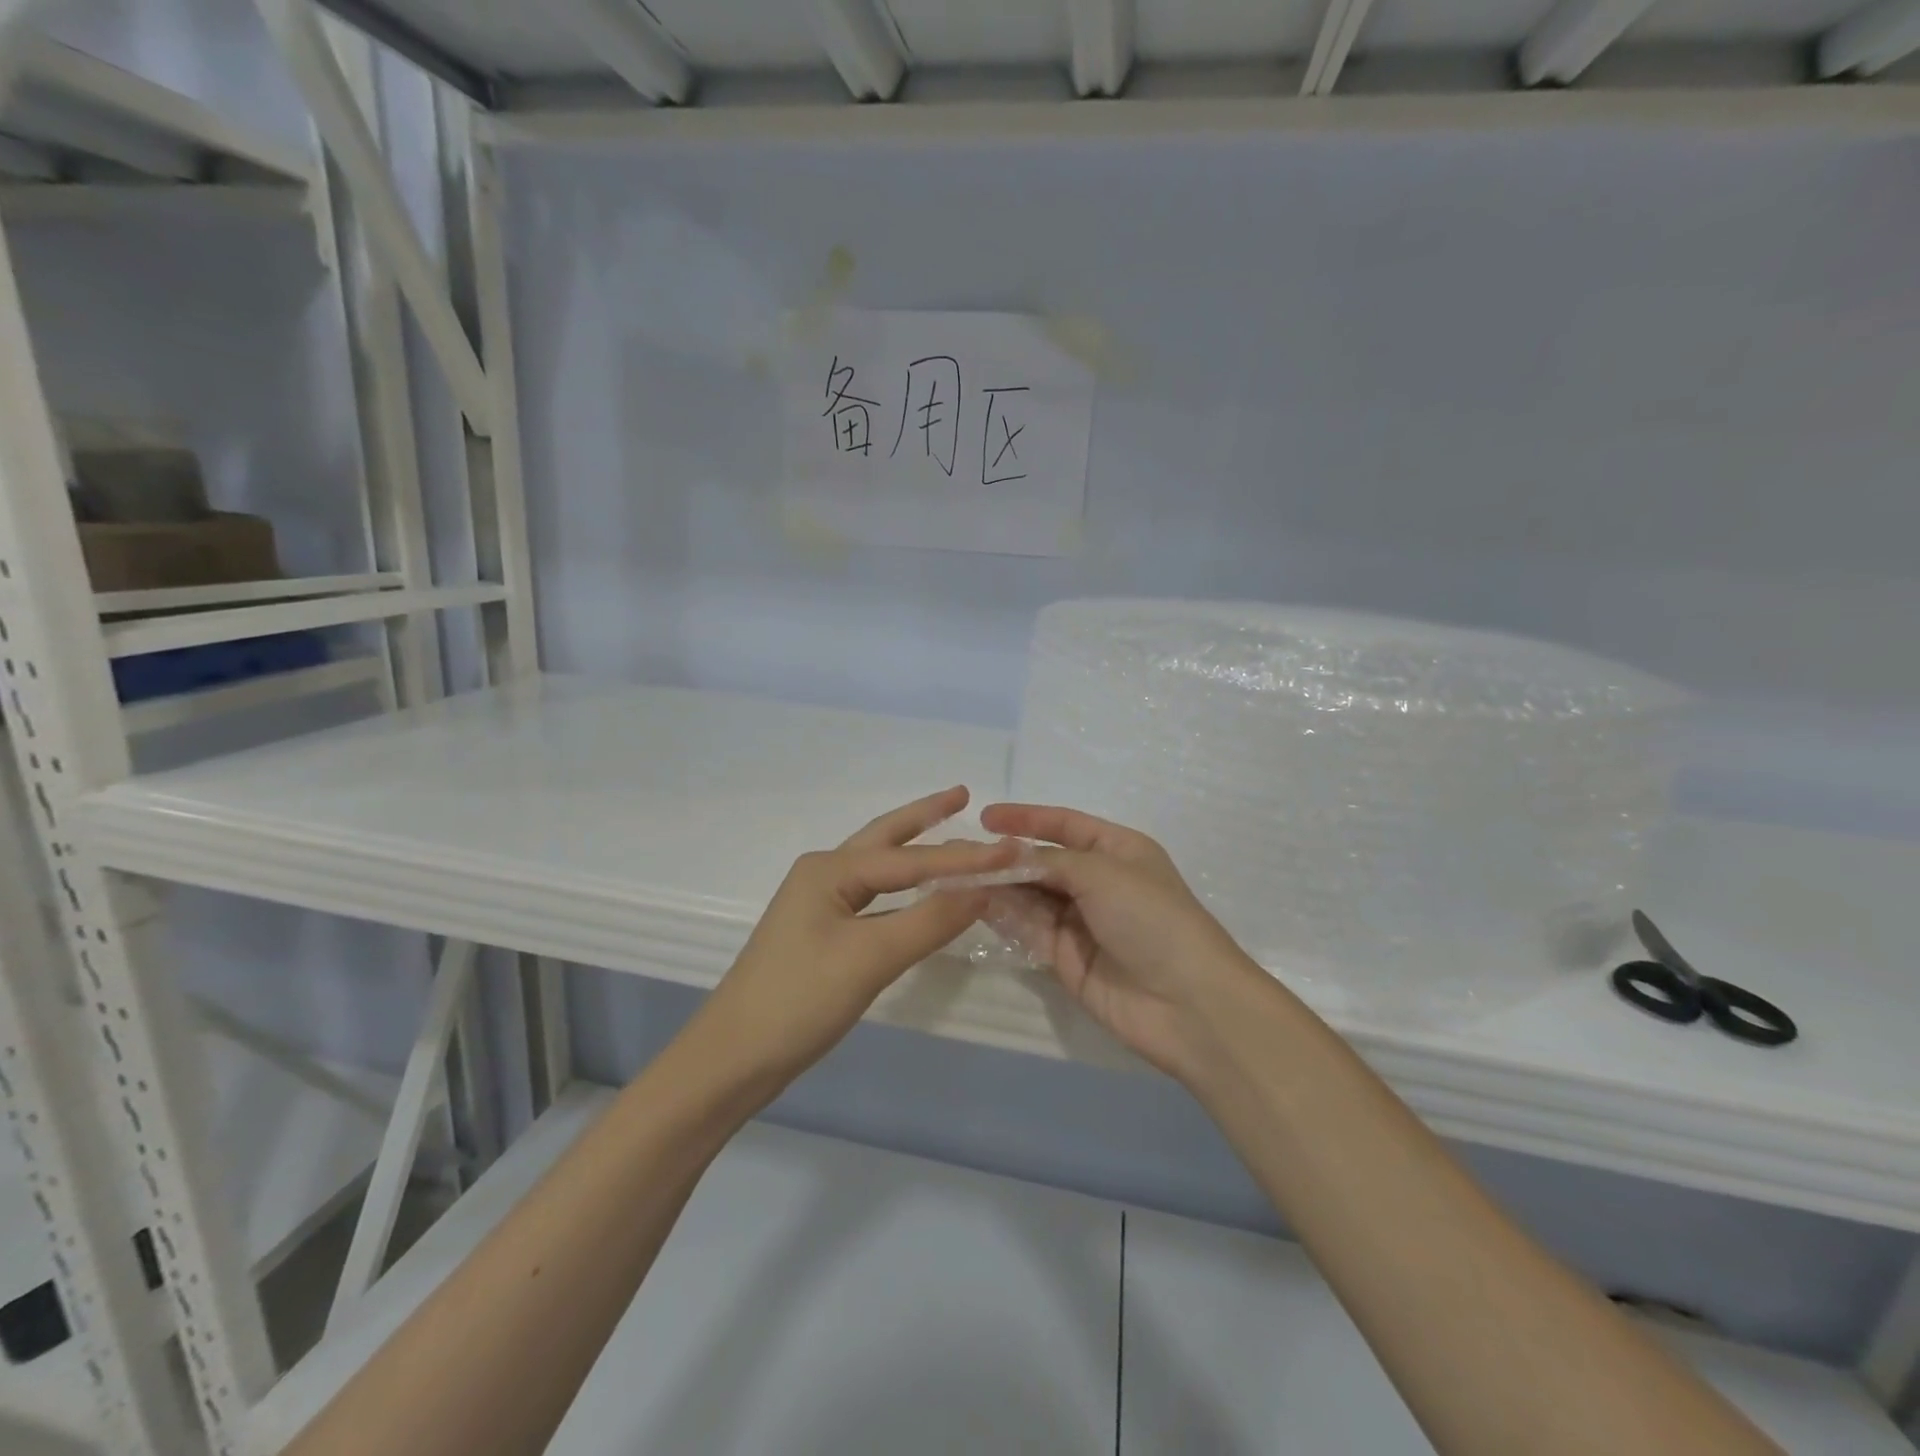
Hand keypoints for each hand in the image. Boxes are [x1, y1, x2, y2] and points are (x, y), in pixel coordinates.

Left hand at [699, 787, 1016, 1088]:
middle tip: (964, 795)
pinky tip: (919, 891)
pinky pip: (873, 897)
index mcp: (830, 869)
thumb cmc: (800, 1000)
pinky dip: (903, 888)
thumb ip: (930, 920)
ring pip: (879, 868)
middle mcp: (823, 874)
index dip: (965, 856)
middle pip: (886, 838)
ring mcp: (818, 904)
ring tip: (948, 829)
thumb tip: (984, 888)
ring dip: (915, 849)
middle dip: (925, 817)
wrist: (733, 1058)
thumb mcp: (871, 958)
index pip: (912, 858)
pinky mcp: (820, 932)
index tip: (1014, 850)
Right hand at [977, 803, 1267, 1079]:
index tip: (985, 818)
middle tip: (962, 856)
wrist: (1188, 1003)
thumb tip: (1008, 855)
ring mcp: (1082, 923)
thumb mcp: (1102, 873)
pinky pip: (1031, 930)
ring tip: (961, 878)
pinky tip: (979, 907)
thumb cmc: (1152, 919)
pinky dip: (1007, 918)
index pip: (1065, 825)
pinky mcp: (1068, 959)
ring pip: (1032, 897)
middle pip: (1044, 863)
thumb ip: (1050, 861)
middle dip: (1006, 858)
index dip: (1026, 818)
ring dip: (1001, 888)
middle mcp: (1099, 882)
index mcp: (1118, 850)